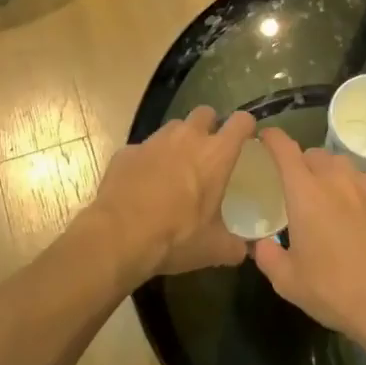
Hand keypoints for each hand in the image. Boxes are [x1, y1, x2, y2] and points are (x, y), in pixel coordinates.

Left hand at [86, 107, 256, 277]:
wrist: (119, 236)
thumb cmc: (176, 237)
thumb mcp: (213, 248)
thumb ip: (235, 246)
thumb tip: (246, 251)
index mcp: (215, 154)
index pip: (241, 122)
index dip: (246, 126)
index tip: (246, 138)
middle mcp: (186, 138)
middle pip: (205, 113)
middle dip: (210, 125)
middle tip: (209, 151)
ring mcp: (153, 141)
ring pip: (173, 127)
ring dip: (179, 140)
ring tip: (176, 166)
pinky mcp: (126, 151)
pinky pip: (143, 148)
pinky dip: (148, 160)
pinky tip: (144, 183)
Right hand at [251, 128, 365, 359]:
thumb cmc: (334, 290)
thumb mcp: (287, 281)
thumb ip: (267, 256)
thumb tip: (261, 243)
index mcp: (305, 192)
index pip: (284, 149)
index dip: (271, 138)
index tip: (262, 139)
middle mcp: (335, 180)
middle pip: (313, 154)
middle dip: (299, 161)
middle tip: (291, 183)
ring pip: (340, 164)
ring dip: (326, 171)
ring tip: (322, 194)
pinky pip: (363, 179)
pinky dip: (351, 184)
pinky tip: (351, 207)